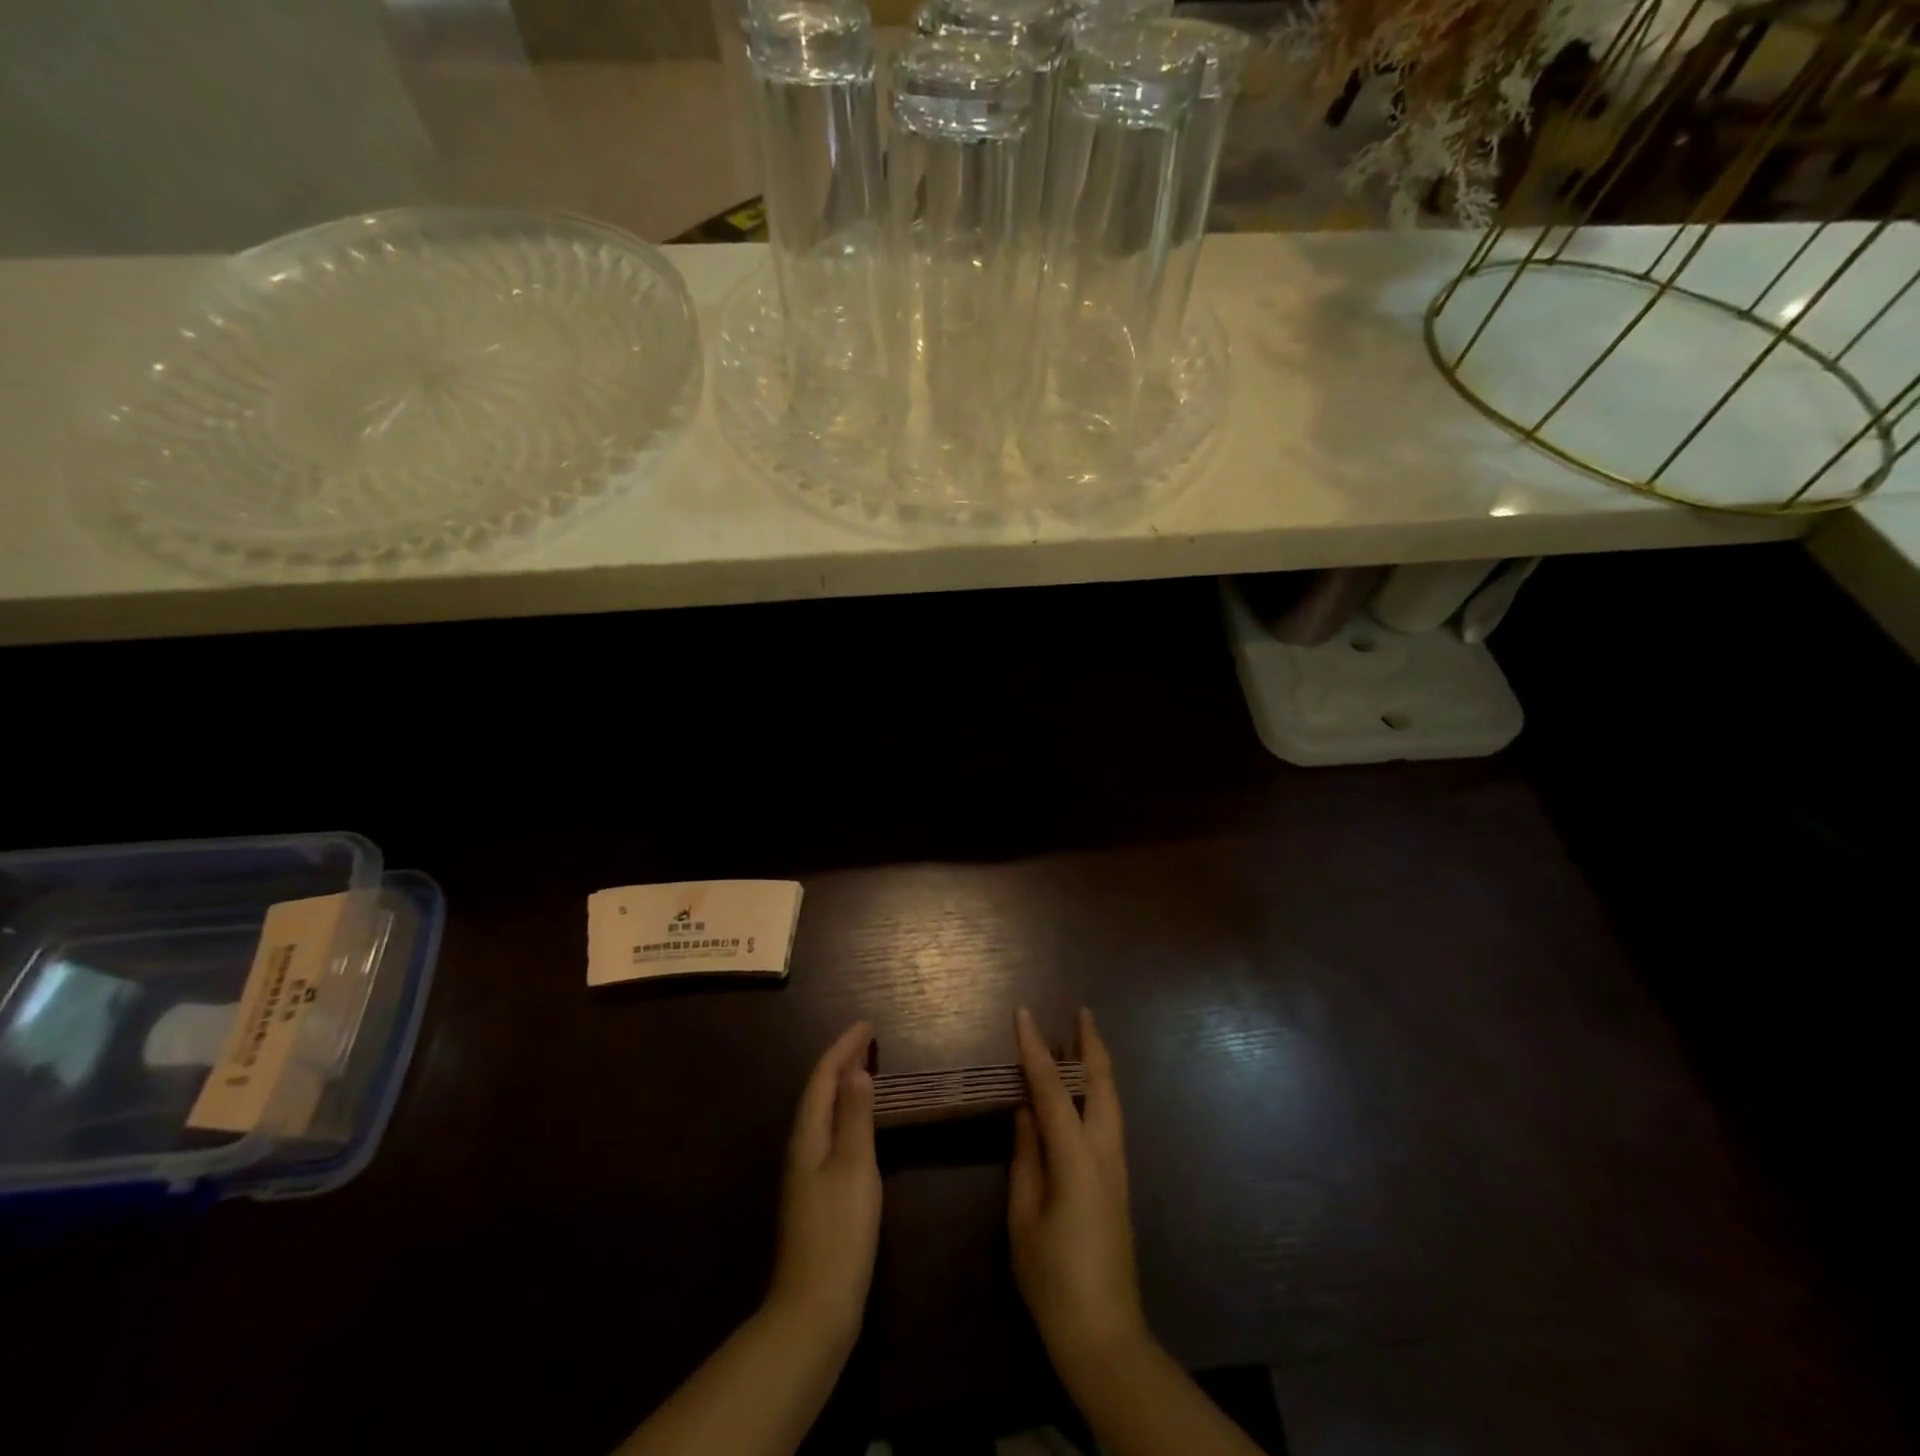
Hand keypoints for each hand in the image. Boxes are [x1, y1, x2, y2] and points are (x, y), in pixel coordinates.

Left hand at [767, 1021, 880, 1352]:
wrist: (813, 1310)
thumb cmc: (839, 1233)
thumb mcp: (854, 1168)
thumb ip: (855, 1117)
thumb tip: (856, 1070)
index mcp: (808, 1136)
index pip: (823, 1077)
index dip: (844, 1048)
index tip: (867, 1024)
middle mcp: (801, 1147)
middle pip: (819, 1091)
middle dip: (842, 1061)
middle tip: (869, 1039)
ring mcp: (805, 1173)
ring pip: (823, 1112)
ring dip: (842, 1085)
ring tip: (866, 1068)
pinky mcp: (816, 1193)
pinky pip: (829, 1132)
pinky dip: (845, 1112)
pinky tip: (858, 1122)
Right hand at [1008, 1006, 1147, 1376]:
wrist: (1105, 1337)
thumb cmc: (1054, 1281)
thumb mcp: (1024, 1219)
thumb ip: (1025, 1158)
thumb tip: (1024, 1111)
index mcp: (1077, 1160)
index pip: (1053, 1090)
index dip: (1036, 1049)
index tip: (1023, 1014)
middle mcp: (1105, 1154)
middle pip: (1102, 1084)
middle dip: (1091, 1044)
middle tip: (1078, 1011)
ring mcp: (1118, 1168)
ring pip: (1112, 1100)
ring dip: (1096, 1065)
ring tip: (1078, 1039)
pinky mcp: (1119, 1182)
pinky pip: (1109, 1120)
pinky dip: (1098, 1091)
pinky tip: (1083, 1091)